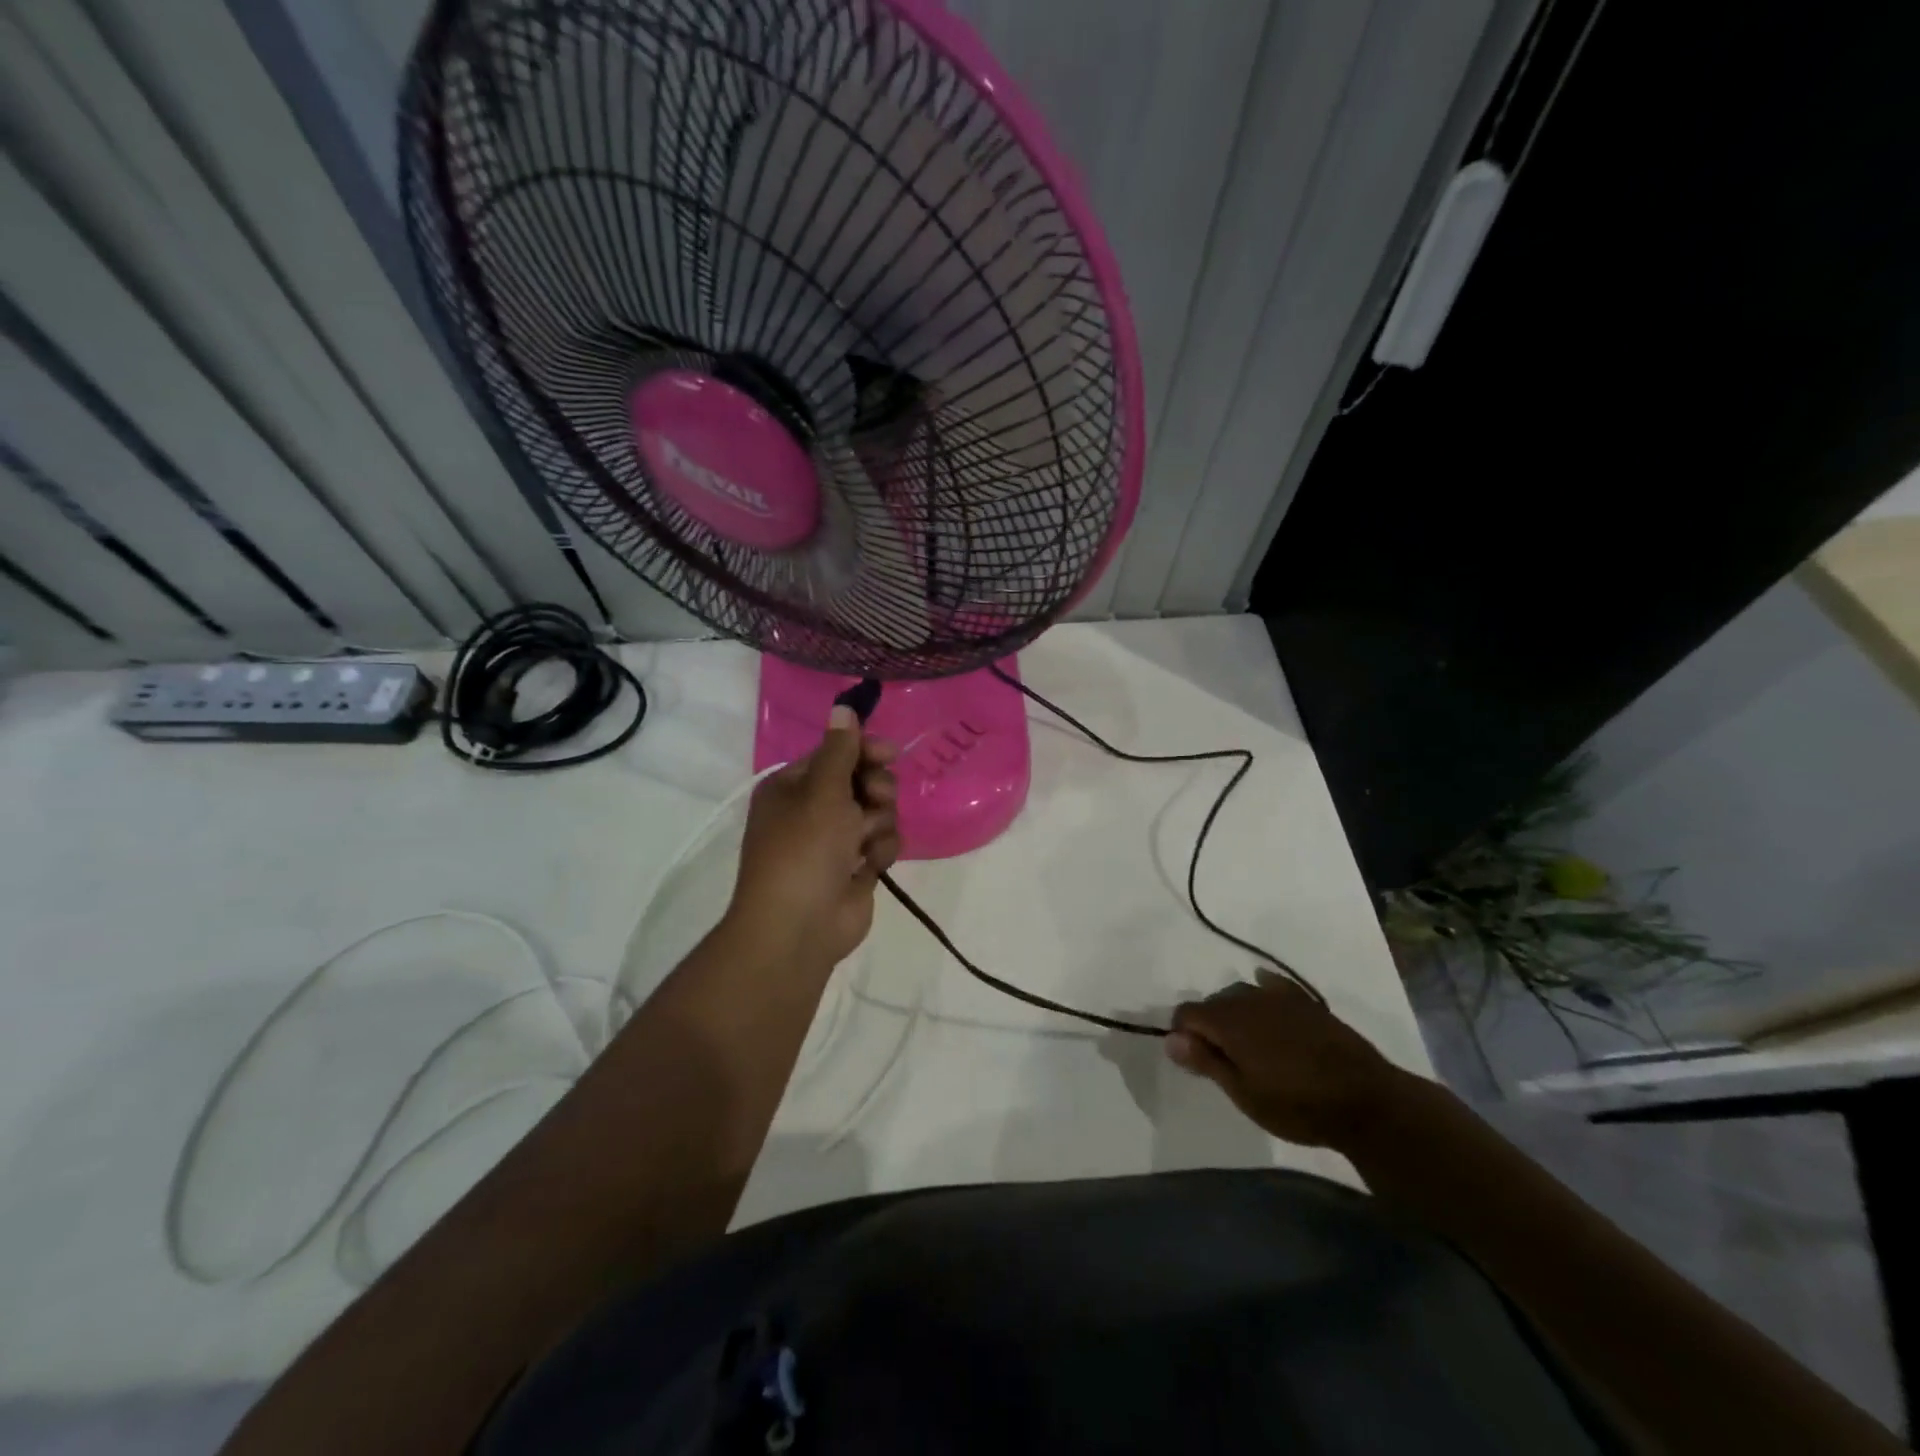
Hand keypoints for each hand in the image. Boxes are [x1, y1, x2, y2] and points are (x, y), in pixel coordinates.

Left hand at [727, 705, 899, 965]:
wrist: (799, 927)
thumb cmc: (803, 850)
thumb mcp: (821, 792)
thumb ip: (840, 749)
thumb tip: (843, 705)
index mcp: (793, 786)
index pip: (836, 753)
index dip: (864, 750)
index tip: (889, 753)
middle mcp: (813, 809)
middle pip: (862, 780)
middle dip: (875, 789)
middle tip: (874, 800)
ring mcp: (835, 840)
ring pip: (878, 811)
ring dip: (878, 823)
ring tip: (865, 842)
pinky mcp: (856, 866)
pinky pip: (882, 842)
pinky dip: (880, 851)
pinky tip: (869, 865)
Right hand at [1165, 971, 1411, 1148]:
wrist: (1367, 1102)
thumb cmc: (1298, 1106)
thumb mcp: (1245, 1094)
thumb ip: (1206, 1062)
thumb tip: (1170, 1039)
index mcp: (1229, 1022)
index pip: (1187, 1013)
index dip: (1181, 1033)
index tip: (1193, 1060)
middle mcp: (1249, 999)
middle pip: (1213, 1002)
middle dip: (1208, 1025)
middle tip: (1222, 1060)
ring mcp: (1281, 997)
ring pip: (1241, 993)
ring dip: (1235, 1013)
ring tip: (1248, 1045)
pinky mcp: (1307, 1002)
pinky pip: (1273, 985)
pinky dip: (1263, 992)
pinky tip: (1267, 1003)